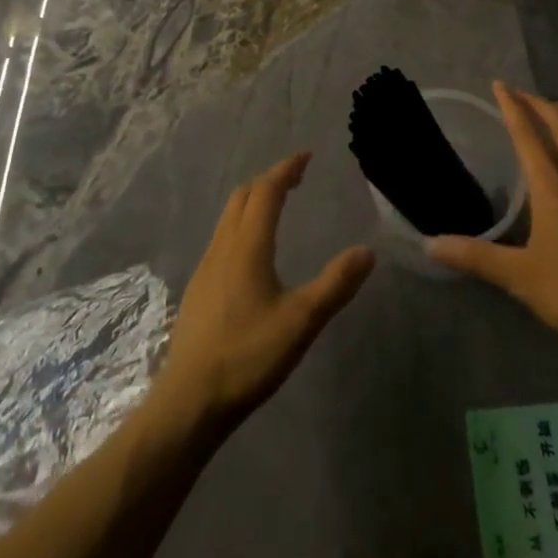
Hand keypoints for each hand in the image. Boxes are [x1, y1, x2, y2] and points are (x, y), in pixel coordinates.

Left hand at [152, 152, 374, 433]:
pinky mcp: (199, 289)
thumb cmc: (247, 356)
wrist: (189, 401)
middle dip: (269, 180)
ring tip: (276, 206)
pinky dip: (241, 224)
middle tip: (295, 178)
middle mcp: (223, 247)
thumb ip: (335, 285)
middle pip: (243, 197)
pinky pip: (222, 237)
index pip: (266, 191)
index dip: (285, 169)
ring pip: (229, 217)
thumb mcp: (301, 322)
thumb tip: (368, 252)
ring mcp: (206, 267)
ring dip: (252, 200)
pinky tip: (251, 251)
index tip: (305, 156)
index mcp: (248, 246)